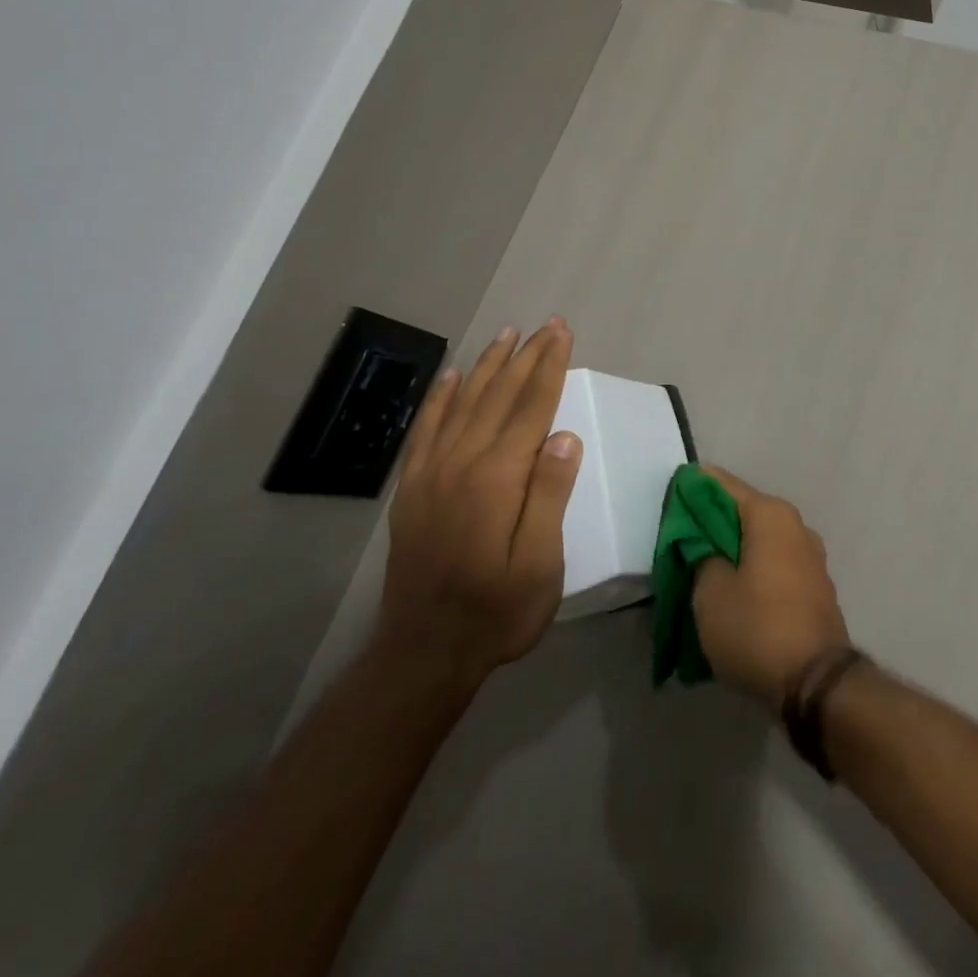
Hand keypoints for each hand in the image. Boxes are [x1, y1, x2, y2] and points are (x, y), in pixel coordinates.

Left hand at [377, 319, 580, 689]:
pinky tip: (453, 377)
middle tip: (546, 324)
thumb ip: (550, 496)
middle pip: (498, 395)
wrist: (423, 652)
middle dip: (525, 356)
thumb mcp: (540, 564)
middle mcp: (461, 463)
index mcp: (497, 479)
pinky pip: (427, 429)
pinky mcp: (413, 488)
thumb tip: (565, 437)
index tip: (562, 333)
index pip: (530, 407)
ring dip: (488, 365)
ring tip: (507, 334)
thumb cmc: (496, 612)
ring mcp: (431, 474)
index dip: (549, 366)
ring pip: (464, 403)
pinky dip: (442, 398)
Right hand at [692, 466, 850, 707]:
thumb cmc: (756, 628)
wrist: (816, 684)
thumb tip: (703, 543)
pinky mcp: (814, 586)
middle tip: (677, 540)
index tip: (668, 501)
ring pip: (759, 539)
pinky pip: (774, 563)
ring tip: (700, 568)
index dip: (691, 489)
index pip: (721, 484)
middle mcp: (795, 525)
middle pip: (742, 511)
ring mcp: (810, 556)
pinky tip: (730, 588)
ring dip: (731, 549)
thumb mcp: (710, 592)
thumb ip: (701, 555)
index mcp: (770, 514)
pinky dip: (751, 568)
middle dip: (710, 522)